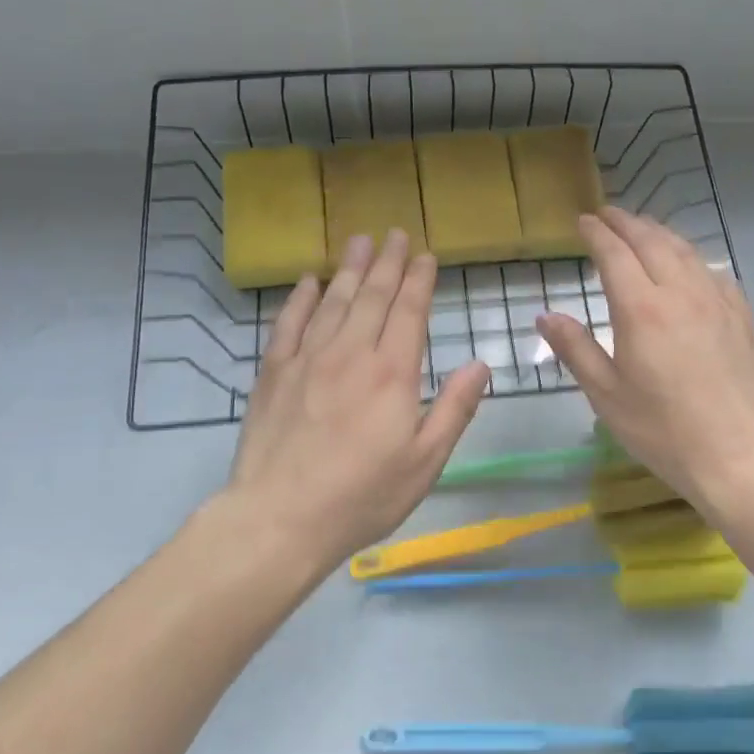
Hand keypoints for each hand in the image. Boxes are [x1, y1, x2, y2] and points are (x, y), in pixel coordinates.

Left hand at [225, 230, 489, 572]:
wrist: (279, 518)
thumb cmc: (362, 496)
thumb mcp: (425, 462)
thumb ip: (454, 409)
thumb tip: (480, 364)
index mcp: (393, 373)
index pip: (409, 311)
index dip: (420, 280)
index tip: (426, 255)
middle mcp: (351, 353)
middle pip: (372, 296)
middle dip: (387, 263)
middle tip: (395, 234)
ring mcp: (308, 359)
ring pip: (333, 301)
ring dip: (349, 269)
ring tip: (360, 241)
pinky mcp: (273, 372)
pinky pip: (289, 323)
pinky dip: (300, 298)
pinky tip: (309, 280)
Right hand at [536, 208, 753, 509]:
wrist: (738, 454)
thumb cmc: (662, 429)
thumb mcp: (606, 394)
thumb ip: (575, 349)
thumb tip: (547, 315)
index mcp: (641, 309)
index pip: (615, 254)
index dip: (597, 233)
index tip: (583, 221)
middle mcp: (681, 292)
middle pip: (651, 241)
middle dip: (626, 222)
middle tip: (608, 214)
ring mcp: (717, 301)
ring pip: (685, 250)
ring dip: (659, 233)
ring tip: (643, 229)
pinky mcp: (741, 316)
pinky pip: (714, 271)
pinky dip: (693, 257)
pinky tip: (690, 265)